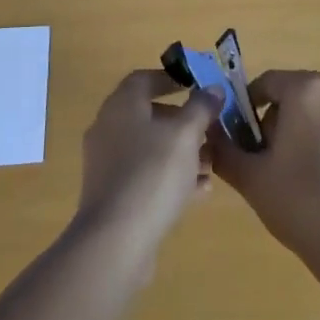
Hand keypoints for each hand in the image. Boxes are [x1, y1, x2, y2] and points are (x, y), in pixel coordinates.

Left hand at [76, 70, 222, 255]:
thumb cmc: (152, 174)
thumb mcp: (185, 134)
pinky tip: (200, 190)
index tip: (196, 86)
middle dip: (182, 120)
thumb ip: (201, 107)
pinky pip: (145, 175)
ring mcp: (107, 164)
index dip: (170, 79)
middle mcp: (108, 129)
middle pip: (148, 114)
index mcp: (121, 106)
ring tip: (211, 161)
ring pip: (149, 148)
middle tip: (210, 127)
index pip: (143, 79)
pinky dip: (170, 177)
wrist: (116, 240)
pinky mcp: (112, 195)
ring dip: (180, 151)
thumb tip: (212, 89)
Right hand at [209, 70, 319, 272]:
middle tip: (265, 156)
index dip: (247, 107)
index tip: (241, 137)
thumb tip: (209, 135)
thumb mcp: (251, 177)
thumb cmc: (300, 201)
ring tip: (293, 169)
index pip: (267, 82)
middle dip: (276, 118)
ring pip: (319, 108)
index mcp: (307, 89)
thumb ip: (224, 149)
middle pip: (295, 92)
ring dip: (302, 127)